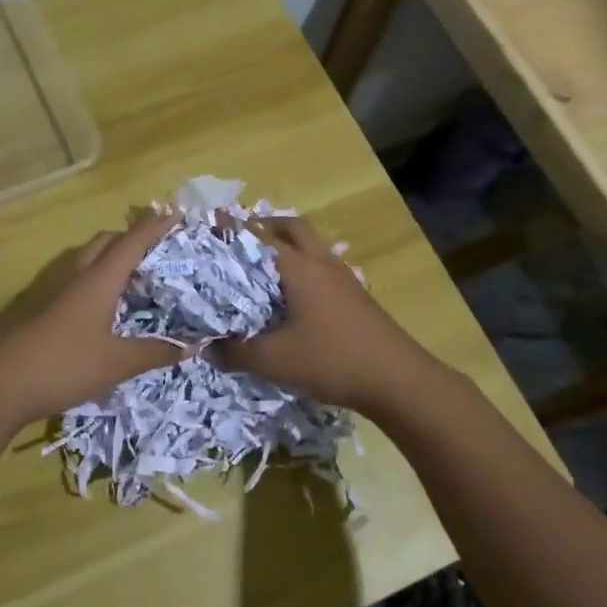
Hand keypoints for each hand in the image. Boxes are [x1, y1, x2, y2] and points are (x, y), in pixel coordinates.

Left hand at [0, 214, 185, 441]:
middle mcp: (77, 277)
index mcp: (98, 280)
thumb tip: (193, 345)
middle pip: (106, 243)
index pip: (131, 242)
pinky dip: (99, 281)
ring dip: (113, 258)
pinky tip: (109, 307)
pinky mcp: (45, 311)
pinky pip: (79, 281)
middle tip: (159, 248)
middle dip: (132, 237)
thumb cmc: (63, 365)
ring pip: (89, 261)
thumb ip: (155, 352)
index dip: (155, 227)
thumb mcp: (116, 363)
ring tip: (139, 276)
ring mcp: (57, 293)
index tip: (176, 214)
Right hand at [211, 216, 434, 417]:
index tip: (213, 225)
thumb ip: (236, 352)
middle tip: (240, 240)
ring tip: (262, 268)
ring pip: (312, 247)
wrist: (399, 381)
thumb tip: (207, 348)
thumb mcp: (274, 361)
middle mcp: (322, 263)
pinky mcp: (356, 296)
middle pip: (293, 228)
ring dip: (288, 247)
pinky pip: (323, 268)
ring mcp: (344, 278)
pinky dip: (303, 268)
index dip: (235, 229)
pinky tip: (293, 297)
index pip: (261, 236)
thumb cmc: (332, 360)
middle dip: (266, 227)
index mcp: (300, 269)